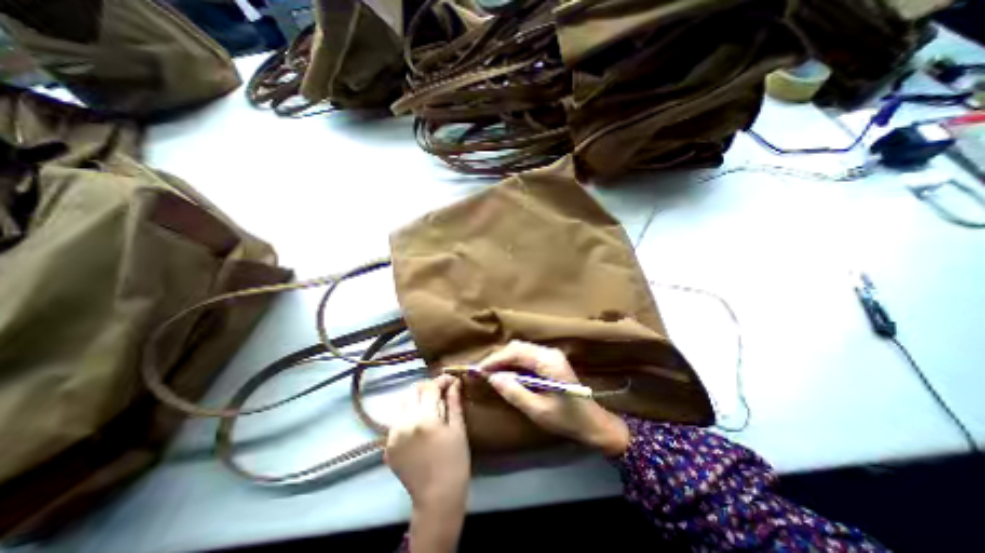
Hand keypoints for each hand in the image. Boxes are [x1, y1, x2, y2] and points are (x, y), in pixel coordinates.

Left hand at [385, 373, 469, 550]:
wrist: (437, 498)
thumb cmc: (455, 461)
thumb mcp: (458, 429)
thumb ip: (454, 402)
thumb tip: (454, 383)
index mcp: (425, 418)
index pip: (431, 387)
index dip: (442, 380)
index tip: (451, 380)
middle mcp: (405, 423)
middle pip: (413, 391)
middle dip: (428, 388)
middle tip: (440, 393)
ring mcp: (393, 435)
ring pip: (402, 403)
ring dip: (416, 399)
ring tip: (429, 407)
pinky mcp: (387, 447)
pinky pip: (397, 421)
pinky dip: (408, 415)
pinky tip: (419, 425)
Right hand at [480, 341, 630, 458]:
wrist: (594, 423)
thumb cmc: (567, 419)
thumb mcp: (537, 410)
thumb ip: (514, 392)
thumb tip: (492, 378)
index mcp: (548, 361)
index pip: (516, 351)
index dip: (496, 359)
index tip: (479, 370)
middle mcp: (549, 352)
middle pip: (518, 347)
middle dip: (499, 358)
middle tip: (483, 373)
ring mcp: (551, 355)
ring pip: (521, 349)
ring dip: (506, 359)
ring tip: (491, 373)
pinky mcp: (551, 360)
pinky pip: (527, 356)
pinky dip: (514, 362)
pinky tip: (507, 373)